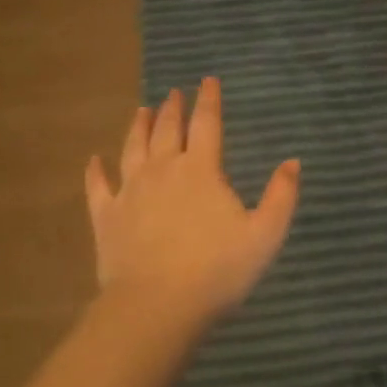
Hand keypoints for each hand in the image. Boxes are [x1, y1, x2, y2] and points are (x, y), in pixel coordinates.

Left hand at [86, 77, 299, 327]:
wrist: (157, 305)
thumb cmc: (217, 270)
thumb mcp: (265, 234)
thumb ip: (281, 196)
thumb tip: (293, 161)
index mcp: (201, 170)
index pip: (206, 124)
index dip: (209, 100)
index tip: (207, 80)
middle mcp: (162, 170)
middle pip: (167, 130)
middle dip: (172, 108)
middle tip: (174, 93)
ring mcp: (130, 191)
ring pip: (132, 148)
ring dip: (138, 127)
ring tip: (141, 110)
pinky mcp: (106, 216)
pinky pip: (98, 186)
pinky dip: (95, 170)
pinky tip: (94, 159)